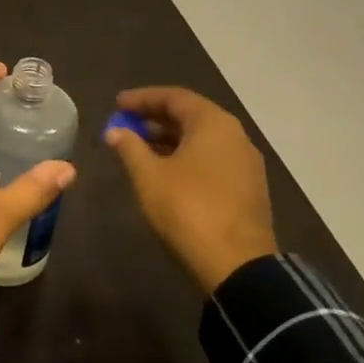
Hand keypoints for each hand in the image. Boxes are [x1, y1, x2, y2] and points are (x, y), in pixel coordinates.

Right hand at [104, 86, 276, 291]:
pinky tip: (165, 173)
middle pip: (191, 116)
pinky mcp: (248, 189)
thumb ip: (130, 147)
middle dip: (155, 119)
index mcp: (213, 124)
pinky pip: (212, 160)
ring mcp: (245, 164)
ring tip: (139, 149)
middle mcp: (235, 136)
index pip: (175, 97)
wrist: (238, 266)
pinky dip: (186, 158)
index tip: (117, 104)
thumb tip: (115, 131)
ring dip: (170, 140)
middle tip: (125, 125)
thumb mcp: (149, 176)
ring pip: (202, 140)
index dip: (142, 99)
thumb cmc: (188, 209)